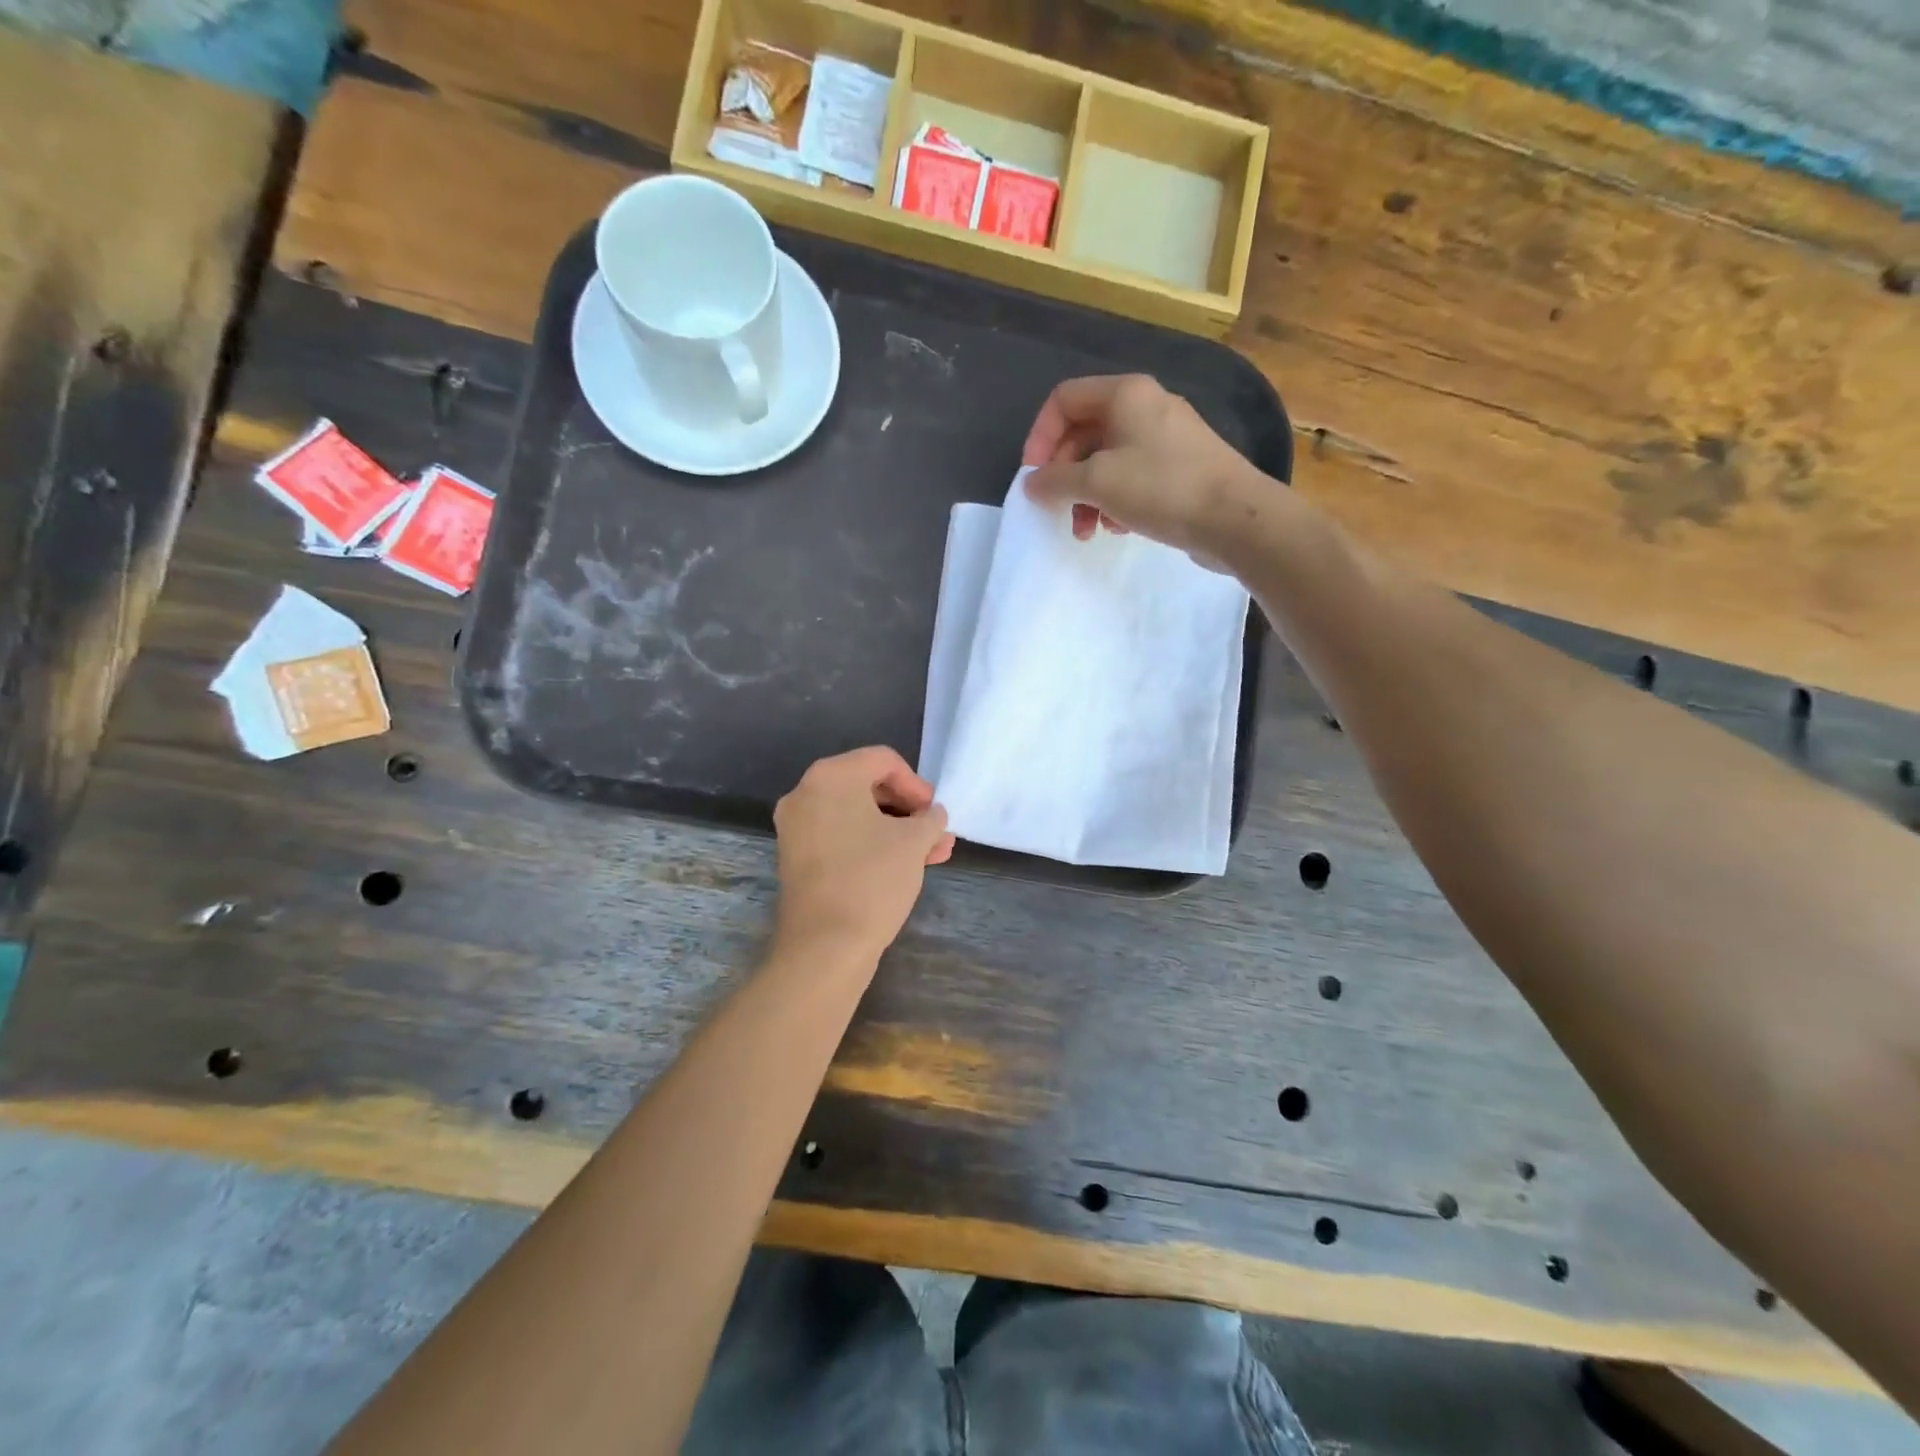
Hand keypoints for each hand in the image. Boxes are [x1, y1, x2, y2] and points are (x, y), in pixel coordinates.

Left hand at [772, 747, 954, 964]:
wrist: (824, 946)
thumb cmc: (872, 880)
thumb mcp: (914, 843)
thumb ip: (930, 819)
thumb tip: (932, 815)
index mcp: (830, 777)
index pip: (882, 760)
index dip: (916, 784)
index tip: (935, 813)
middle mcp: (805, 794)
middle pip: (867, 786)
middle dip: (908, 810)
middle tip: (936, 833)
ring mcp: (796, 828)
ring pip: (856, 816)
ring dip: (895, 831)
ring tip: (932, 855)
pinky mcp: (796, 858)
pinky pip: (840, 837)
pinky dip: (870, 845)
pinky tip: (903, 866)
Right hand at [1021, 374, 1260, 557]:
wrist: (1235, 516)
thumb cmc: (1161, 488)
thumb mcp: (1097, 482)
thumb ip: (1055, 480)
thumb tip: (1032, 484)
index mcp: (1124, 394)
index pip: (1064, 400)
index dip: (1040, 436)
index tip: (1034, 477)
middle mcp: (1145, 405)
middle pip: (1084, 432)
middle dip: (1065, 475)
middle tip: (1059, 510)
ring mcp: (1166, 436)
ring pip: (1107, 459)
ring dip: (1088, 495)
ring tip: (1088, 530)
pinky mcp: (1180, 466)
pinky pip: (1132, 475)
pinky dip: (1116, 499)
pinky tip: (1118, 527)